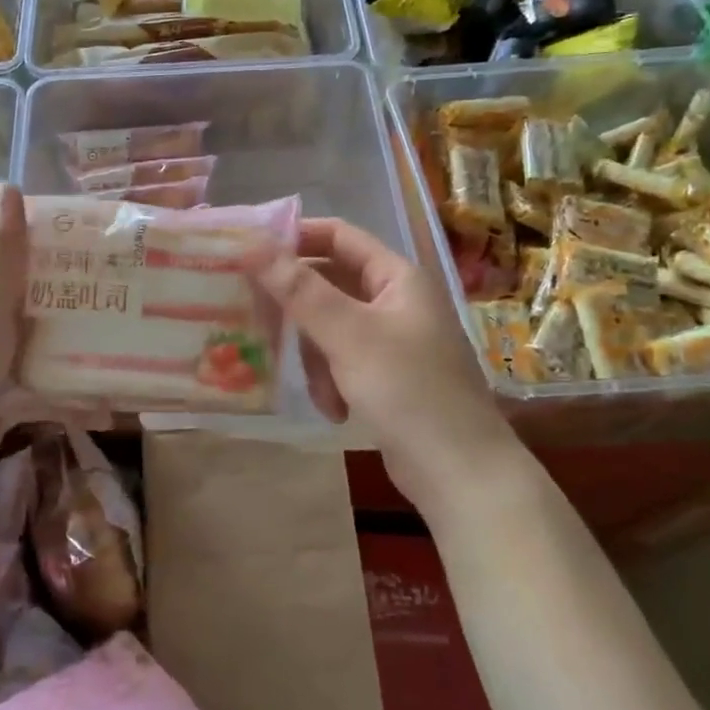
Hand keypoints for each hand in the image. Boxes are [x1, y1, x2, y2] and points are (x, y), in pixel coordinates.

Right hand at [254, 218, 511, 509]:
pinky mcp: (387, 375)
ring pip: (330, 328)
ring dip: (316, 358)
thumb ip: (299, 289)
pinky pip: (342, 361)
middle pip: (329, 285)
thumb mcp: (348, 335)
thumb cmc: (408, 390)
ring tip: (321, 391)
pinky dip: (332, 381)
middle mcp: (396, 300)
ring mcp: (393, 339)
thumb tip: (252, 244)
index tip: (249, 251)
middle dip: (299, 311)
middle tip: (259, 321)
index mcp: (397, 277)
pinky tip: (336, 410)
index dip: (295, 237)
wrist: (460, 473)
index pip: (338, 236)